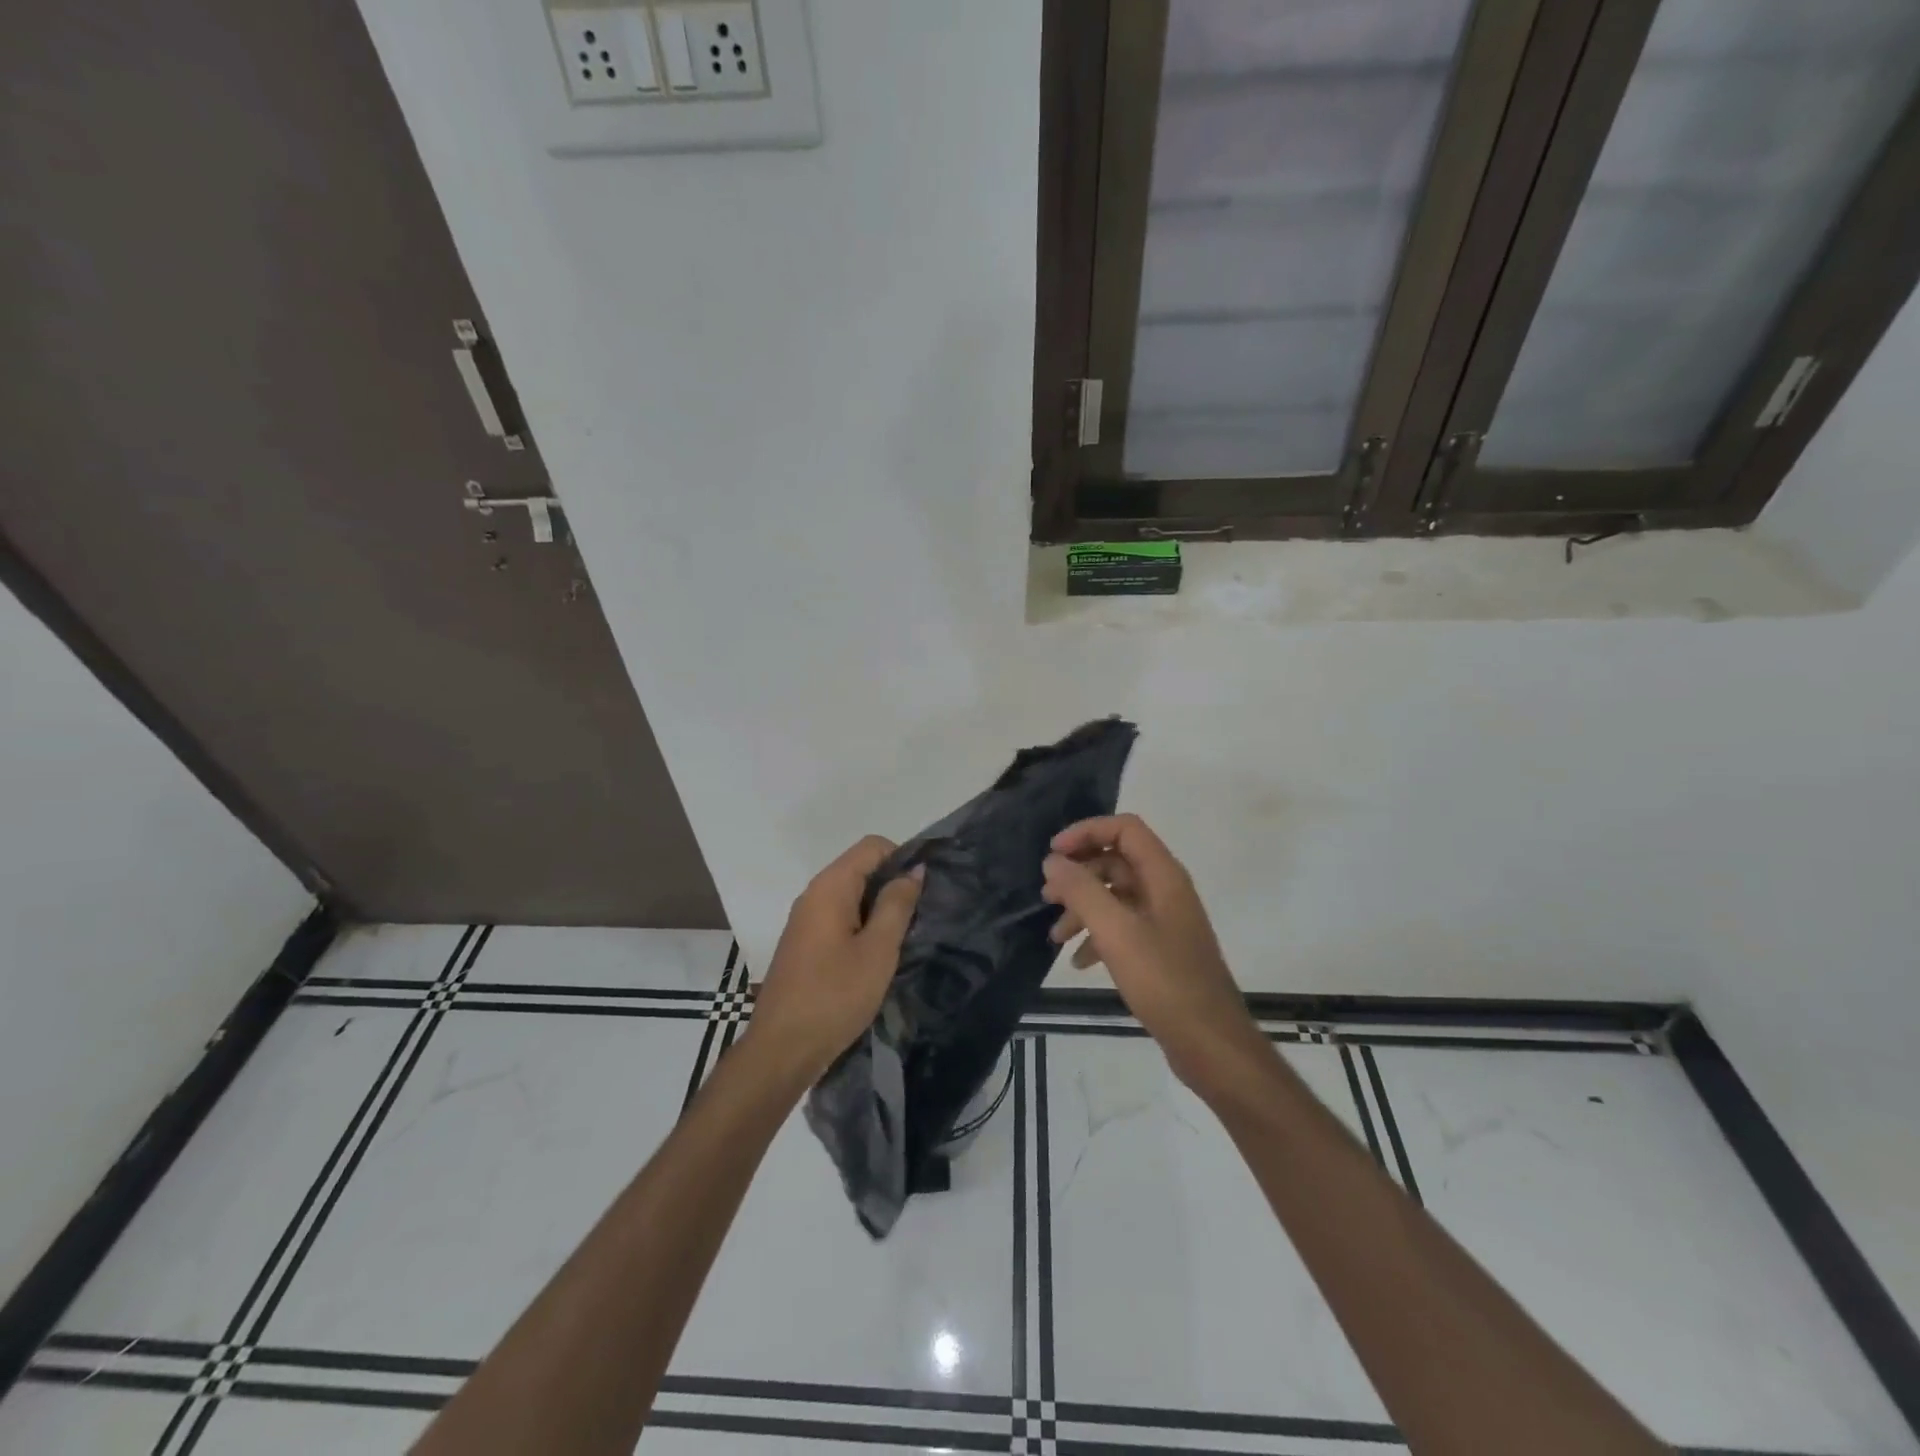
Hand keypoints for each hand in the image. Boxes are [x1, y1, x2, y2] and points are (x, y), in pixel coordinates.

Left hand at [750, 836, 923, 1083]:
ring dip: (879, 909)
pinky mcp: (804, 944)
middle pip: (861, 868)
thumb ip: (897, 904)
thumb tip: (913, 870)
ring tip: (902, 939)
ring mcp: (805, 920)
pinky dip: (862, 926)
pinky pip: (840, 918)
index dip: (902, 858)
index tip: (923, 891)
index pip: (872, 846)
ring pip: (852, 895)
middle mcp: (814, 894)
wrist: (781, 1050)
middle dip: (892, 885)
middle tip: (919, 918)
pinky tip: (876, 957)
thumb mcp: (878, 950)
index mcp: (830, 887)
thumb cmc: (834, 996)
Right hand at [1042, 814, 1265, 1092]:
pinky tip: (1079, 961)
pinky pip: (1122, 926)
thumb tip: (1053, 860)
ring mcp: (1164, 920)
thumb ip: (1082, 891)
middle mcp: (1165, 890)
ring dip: (1082, 908)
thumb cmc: (1164, 981)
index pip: (1124, 829)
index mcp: (1163, 876)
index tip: (1053, 855)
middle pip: (1116, 860)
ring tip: (1055, 936)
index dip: (1086, 832)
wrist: (1210, 1044)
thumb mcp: (1116, 932)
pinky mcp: (1159, 949)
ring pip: (1115, 896)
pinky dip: (1097, 935)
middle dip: (1078, 874)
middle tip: (1046, 896)